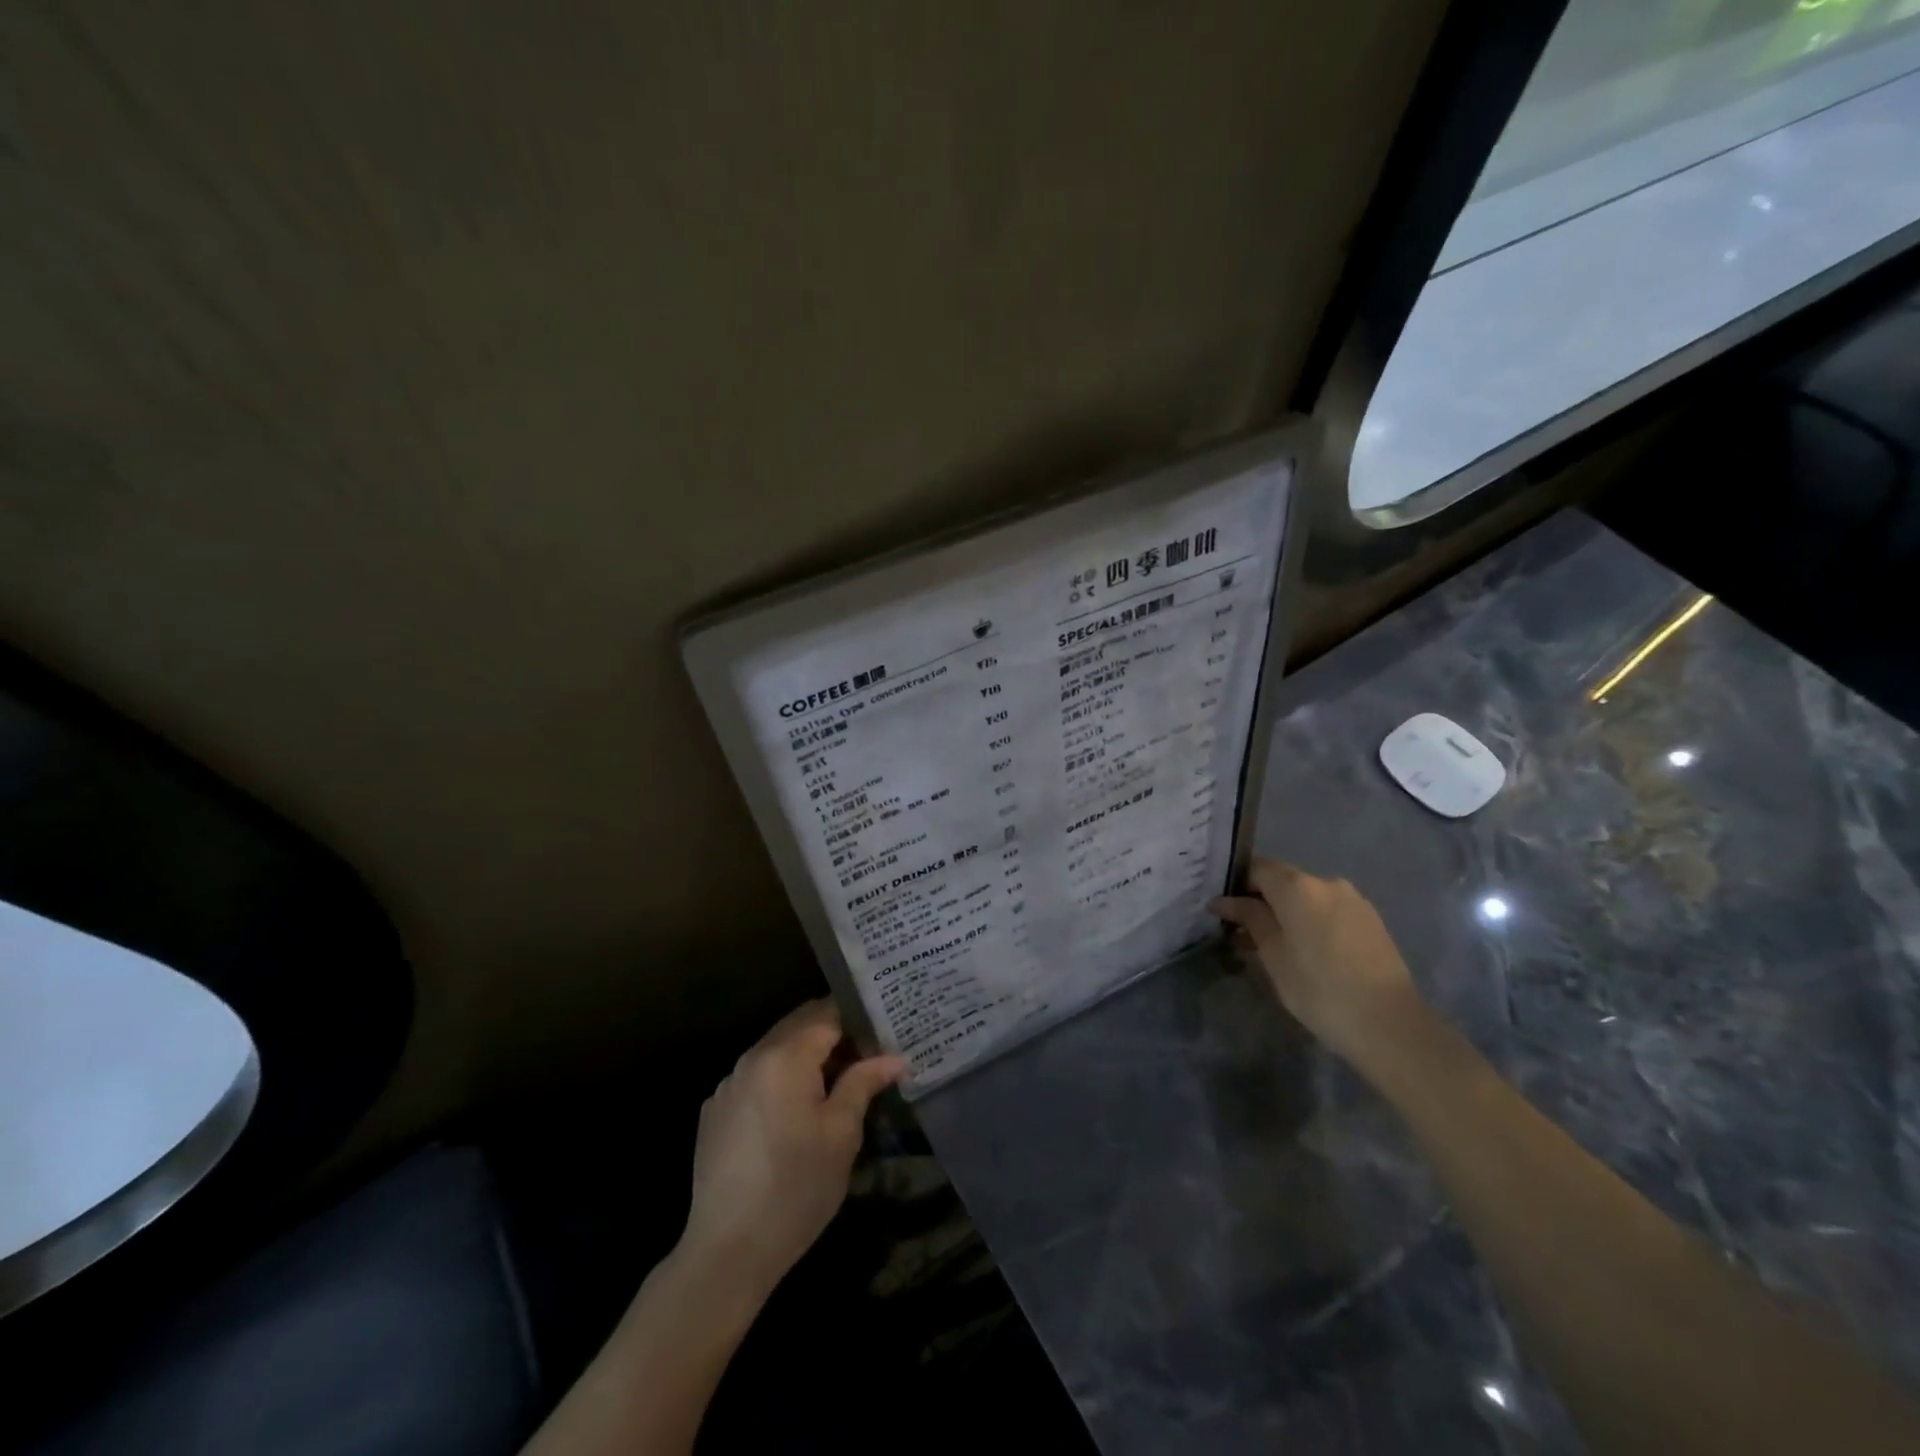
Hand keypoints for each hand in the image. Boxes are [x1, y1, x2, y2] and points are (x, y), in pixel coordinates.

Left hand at [680, 999, 906, 1299]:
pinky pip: (755, 1077)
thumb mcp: (842, 1134)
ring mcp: (728, 1084)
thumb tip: (893, 1058)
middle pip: (798, 1025)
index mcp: (785, 1056)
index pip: (827, 1014)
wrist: (727, 1251)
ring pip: (775, 1050)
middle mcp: (752, 1058)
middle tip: (866, 1053)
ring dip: (805, 1055)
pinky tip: (794, 1112)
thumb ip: (864, 1083)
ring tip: (835, 1081)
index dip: (857, 1019)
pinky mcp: (714, 1111)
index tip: (882, 1032)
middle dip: (832, 1033)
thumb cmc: (797, 1188)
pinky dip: (779, 1079)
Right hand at [1213, 859, 1425, 1073]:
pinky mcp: (1370, 922)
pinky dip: (1310, 923)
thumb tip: (1223, 901)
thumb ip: (1249, 919)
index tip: (1222, 910)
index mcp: (1298, 886)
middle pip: (1283, 881)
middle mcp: (1327, 882)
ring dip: (1286, 915)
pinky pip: (1329, 912)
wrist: (1390, 1026)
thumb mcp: (1273, 955)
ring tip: (1272, 948)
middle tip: (1241, 933)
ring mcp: (1354, 901)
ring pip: (1307, 898)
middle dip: (1260, 902)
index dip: (1235, 885)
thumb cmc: (1319, 989)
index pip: (1256, 868)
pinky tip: (1305, 954)